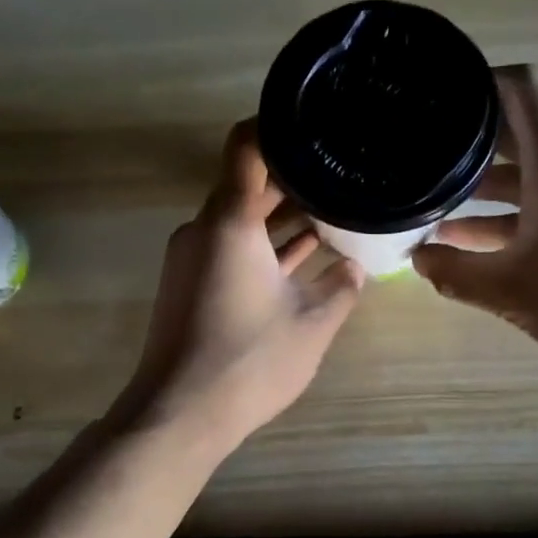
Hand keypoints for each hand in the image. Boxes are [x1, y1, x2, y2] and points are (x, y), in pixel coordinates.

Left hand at [116, 120, 364, 456]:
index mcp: (230, 222)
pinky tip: (303, 255)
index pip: (247, 147)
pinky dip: (263, 246)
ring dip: (281, 217)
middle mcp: (204, 229)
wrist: (180, 414)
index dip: (279, 126)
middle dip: (293, 178)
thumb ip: (340, 288)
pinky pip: (231, 248)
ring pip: (241, 220)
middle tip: (341, 172)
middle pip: (247, 184)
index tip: (317, 123)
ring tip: (332, 210)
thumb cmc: (249, 362)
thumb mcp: (312, 324)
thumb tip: (357, 268)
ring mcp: (193, 257)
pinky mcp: (191, 284)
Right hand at [412, 66, 537, 377]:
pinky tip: (485, 240)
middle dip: (472, 145)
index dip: (479, 81)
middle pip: (522, 131)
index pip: (521, 88)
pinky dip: (521, 209)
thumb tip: (417, 260)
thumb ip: (454, 272)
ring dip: (492, 188)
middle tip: (426, 158)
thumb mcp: (508, 292)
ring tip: (443, 210)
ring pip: (537, 170)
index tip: (442, 97)